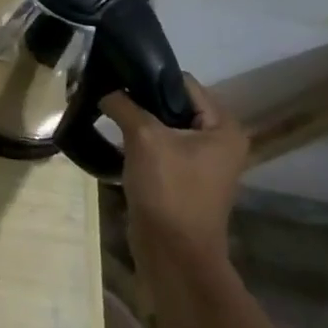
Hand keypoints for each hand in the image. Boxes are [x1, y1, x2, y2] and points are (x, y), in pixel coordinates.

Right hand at [102, 75, 248, 267]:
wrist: (174, 252)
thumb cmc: (169, 189)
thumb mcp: (144, 138)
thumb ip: (124, 105)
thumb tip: (104, 90)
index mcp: (223, 127)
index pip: (184, 83)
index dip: (150, 77)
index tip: (117, 75)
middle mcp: (219, 141)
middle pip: (174, 104)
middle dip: (141, 99)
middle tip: (108, 94)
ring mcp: (202, 162)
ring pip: (164, 126)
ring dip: (138, 121)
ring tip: (107, 113)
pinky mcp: (184, 179)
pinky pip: (160, 148)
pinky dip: (140, 143)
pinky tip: (115, 141)